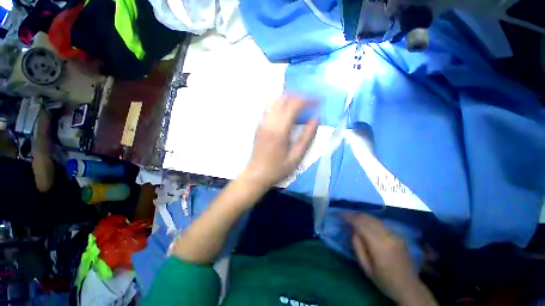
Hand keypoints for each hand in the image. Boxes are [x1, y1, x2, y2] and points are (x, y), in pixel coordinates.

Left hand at [242, 95, 317, 187]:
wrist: (256, 174)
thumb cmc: (277, 168)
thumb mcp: (296, 157)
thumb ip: (307, 137)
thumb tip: (316, 119)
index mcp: (280, 130)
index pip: (294, 105)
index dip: (308, 100)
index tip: (319, 102)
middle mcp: (269, 122)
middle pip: (285, 99)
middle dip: (300, 97)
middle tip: (311, 102)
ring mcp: (262, 122)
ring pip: (276, 100)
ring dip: (290, 98)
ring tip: (301, 103)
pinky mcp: (259, 124)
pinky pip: (269, 107)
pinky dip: (280, 103)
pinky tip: (287, 109)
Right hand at [346, 213, 436, 305]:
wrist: (408, 286)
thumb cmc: (384, 280)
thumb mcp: (366, 267)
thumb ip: (357, 246)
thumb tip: (353, 230)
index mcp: (379, 245)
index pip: (361, 224)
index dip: (349, 217)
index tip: (340, 214)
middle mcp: (388, 235)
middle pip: (367, 218)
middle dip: (354, 214)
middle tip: (344, 214)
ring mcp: (395, 234)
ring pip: (374, 218)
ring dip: (361, 215)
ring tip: (352, 216)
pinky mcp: (398, 234)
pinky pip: (380, 223)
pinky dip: (370, 220)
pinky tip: (364, 222)